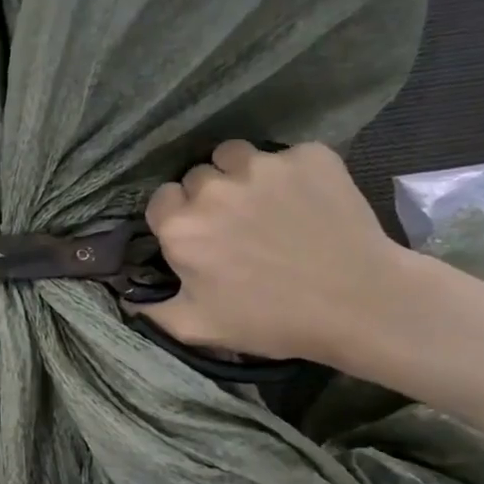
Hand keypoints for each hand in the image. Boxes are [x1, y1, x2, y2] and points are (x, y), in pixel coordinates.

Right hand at [145, 141, 412, 364]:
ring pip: (235, 156)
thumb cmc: (270, 320)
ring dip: (240, 176)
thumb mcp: (198, 328)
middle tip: (233, 228)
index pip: (160, 202)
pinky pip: (285, 156)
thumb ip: (152, 312)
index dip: (175, 220)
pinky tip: (305, 203)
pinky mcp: (309, 156)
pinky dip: (289, 175)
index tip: (194, 240)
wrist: (358, 302)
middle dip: (207, 199)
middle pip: (196, 178)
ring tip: (263, 205)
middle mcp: (214, 187)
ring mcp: (264, 165)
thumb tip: (124, 299)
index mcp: (182, 227)